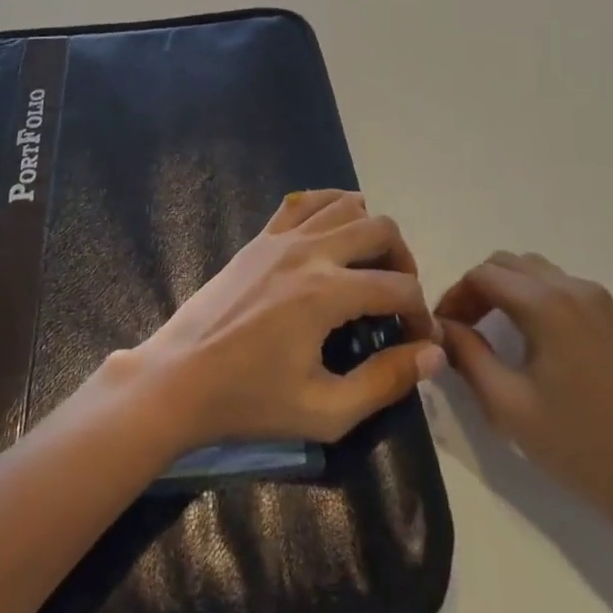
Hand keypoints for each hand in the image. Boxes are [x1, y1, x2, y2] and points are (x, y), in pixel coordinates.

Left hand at [123, 191, 443, 457]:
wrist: (179, 378)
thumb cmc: (250, 401)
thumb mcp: (325, 411)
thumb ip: (385, 381)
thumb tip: (433, 355)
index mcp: (327, 293)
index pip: (399, 288)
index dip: (421, 315)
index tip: (420, 343)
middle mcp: (309, 251)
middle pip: (381, 229)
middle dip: (404, 261)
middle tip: (400, 300)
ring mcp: (281, 237)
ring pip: (345, 204)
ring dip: (371, 229)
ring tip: (371, 267)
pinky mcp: (260, 237)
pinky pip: (304, 201)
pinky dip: (330, 206)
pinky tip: (334, 233)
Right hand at [436, 252, 612, 543]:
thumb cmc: (579, 446)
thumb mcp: (507, 404)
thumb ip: (466, 354)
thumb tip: (441, 326)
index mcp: (546, 303)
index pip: (482, 275)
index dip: (454, 297)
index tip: (440, 330)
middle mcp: (572, 287)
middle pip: (506, 264)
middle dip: (476, 289)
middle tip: (461, 330)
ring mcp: (597, 299)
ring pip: (532, 271)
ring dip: (504, 290)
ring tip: (489, 332)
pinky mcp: (611, 317)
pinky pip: (558, 286)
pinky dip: (531, 297)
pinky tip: (527, 337)